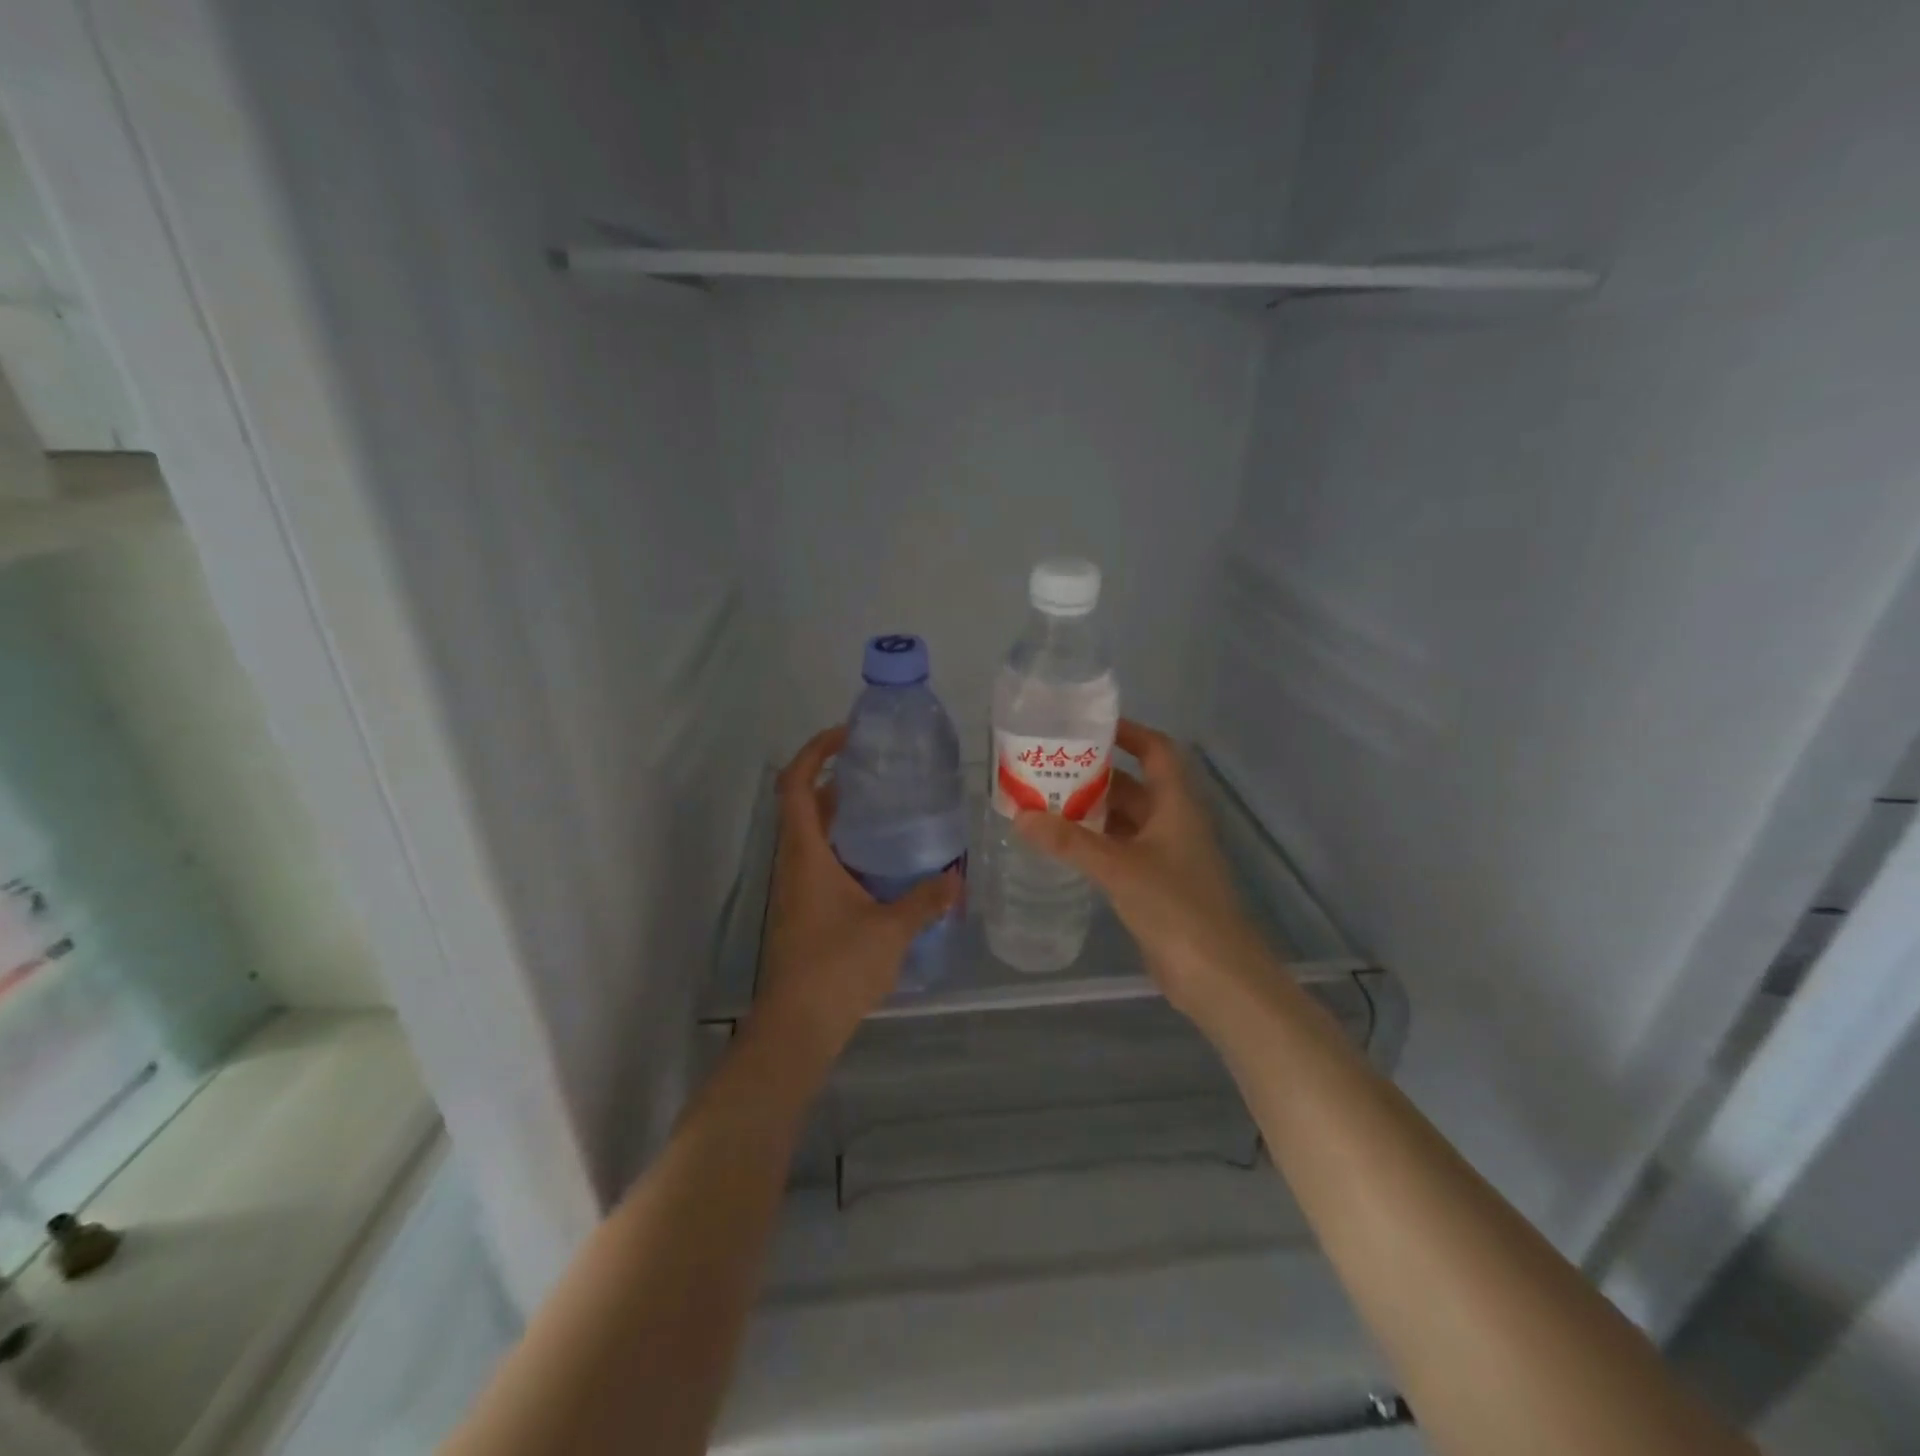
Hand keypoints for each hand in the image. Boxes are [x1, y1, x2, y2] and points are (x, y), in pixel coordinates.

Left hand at [754, 726, 961, 1069]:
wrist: (797, 1028)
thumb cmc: (837, 967)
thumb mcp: (891, 929)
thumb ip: (925, 899)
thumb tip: (956, 878)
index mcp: (806, 853)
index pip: (796, 784)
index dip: (816, 751)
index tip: (849, 736)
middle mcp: (794, 863)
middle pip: (806, 805)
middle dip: (838, 781)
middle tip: (883, 772)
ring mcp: (796, 889)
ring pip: (815, 836)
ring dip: (844, 816)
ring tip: (890, 810)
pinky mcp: (804, 912)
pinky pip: (823, 863)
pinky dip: (847, 849)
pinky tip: (884, 864)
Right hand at [1014, 719, 1276, 1021]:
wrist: (1216, 975)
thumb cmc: (1176, 907)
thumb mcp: (1119, 868)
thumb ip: (1070, 842)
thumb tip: (1021, 816)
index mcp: (1176, 806)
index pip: (1157, 751)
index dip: (1129, 733)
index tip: (1089, 727)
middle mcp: (1173, 823)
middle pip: (1134, 786)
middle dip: (1096, 776)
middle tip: (1050, 769)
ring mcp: (1166, 856)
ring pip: (1125, 821)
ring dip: (1092, 812)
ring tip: (1046, 803)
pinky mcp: (1156, 886)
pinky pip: (1121, 851)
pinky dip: (1096, 844)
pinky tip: (1064, 847)